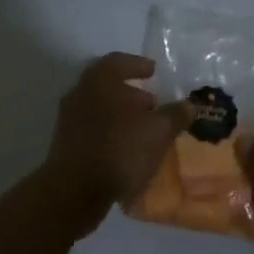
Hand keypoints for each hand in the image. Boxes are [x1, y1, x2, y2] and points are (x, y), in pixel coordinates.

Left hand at [43, 53, 192, 235]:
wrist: (73, 193)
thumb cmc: (119, 149)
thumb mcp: (158, 131)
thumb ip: (174, 115)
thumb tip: (188, 105)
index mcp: (100, 79)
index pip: (119, 61)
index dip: (138, 65)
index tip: (153, 72)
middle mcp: (80, 92)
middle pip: (108, 86)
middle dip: (132, 94)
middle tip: (153, 104)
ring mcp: (69, 120)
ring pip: (100, 109)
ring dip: (122, 116)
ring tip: (144, 131)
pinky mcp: (64, 146)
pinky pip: (93, 131)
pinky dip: (111, 134)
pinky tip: (127, 151)